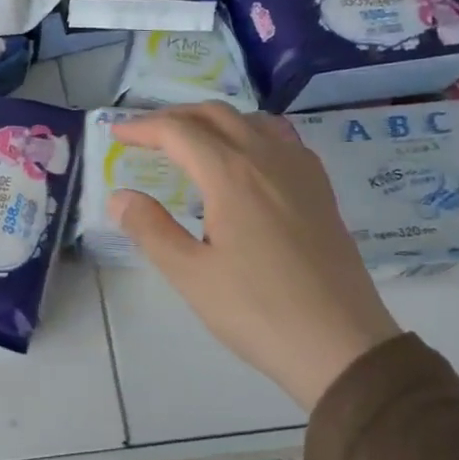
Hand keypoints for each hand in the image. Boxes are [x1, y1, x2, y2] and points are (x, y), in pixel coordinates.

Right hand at [106, 104, 399, 411]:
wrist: (342, 344)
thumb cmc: (258, 311)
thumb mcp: (191, 275)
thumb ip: (150, 229)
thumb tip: (120, 197)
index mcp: (231, 175)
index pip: (178, 132)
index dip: (142, 128)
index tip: (116, 135)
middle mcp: (267, 158)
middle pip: (215, 115)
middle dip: (174, 117)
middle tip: (145, 135)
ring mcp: (300, 170)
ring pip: (251, 120)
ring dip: (213, 120)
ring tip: (190, 140)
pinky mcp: (320, 189)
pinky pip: (281, 138)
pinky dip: (250, 132)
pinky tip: (246, 158)